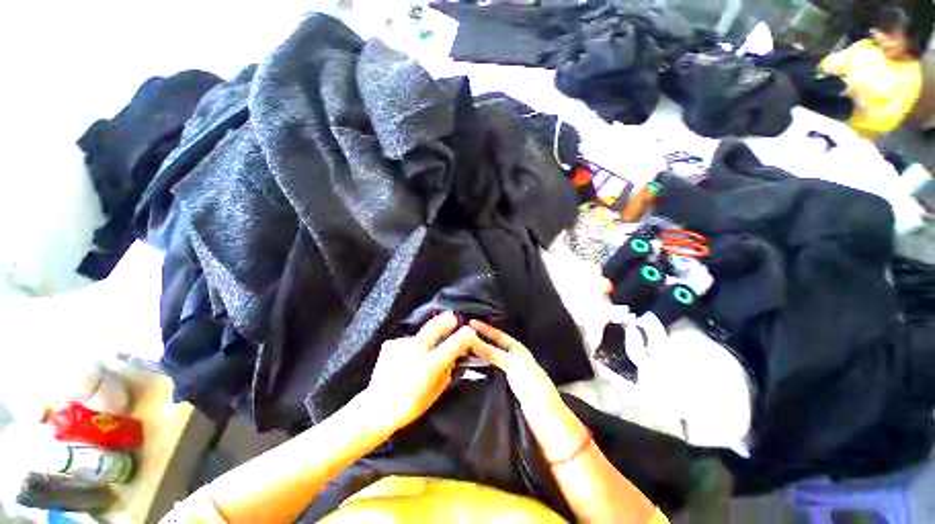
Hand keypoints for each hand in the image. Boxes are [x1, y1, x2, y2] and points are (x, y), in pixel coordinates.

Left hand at [363, 312, 474, 431]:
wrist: (375, 408)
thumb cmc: (409, 406)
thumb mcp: (435, 393)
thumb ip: (447, 373)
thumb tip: (452, 360)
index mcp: (431, 363)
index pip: (457, 340)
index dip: (468, 335)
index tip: (470, 336)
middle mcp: (417, 348)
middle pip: (438, 324)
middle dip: (449, 320)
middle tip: (453, 320)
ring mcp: (402, 344)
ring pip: (422, 333)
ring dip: (428, 337)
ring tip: (424, 350)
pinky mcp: (391, 344)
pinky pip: (408, 341)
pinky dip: (412, 346)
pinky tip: (406, 357)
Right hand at [468, 320, 563, 416]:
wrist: (545, 420)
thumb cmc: (532, 386)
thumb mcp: (512, 365)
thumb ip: (492, 352)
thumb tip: (471, 339)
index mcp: (518, 349)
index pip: (498, 334)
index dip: (484, 328)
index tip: (468, 322)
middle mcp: (512, 358)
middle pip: (492, 346)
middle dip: (478, 340)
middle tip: (459, 335)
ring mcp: (507, 374)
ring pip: (488, 359)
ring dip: (476, 355)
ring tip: (458, 349)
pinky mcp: (503, 388)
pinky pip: (488, 373)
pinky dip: (478, 369)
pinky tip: (467, 369)